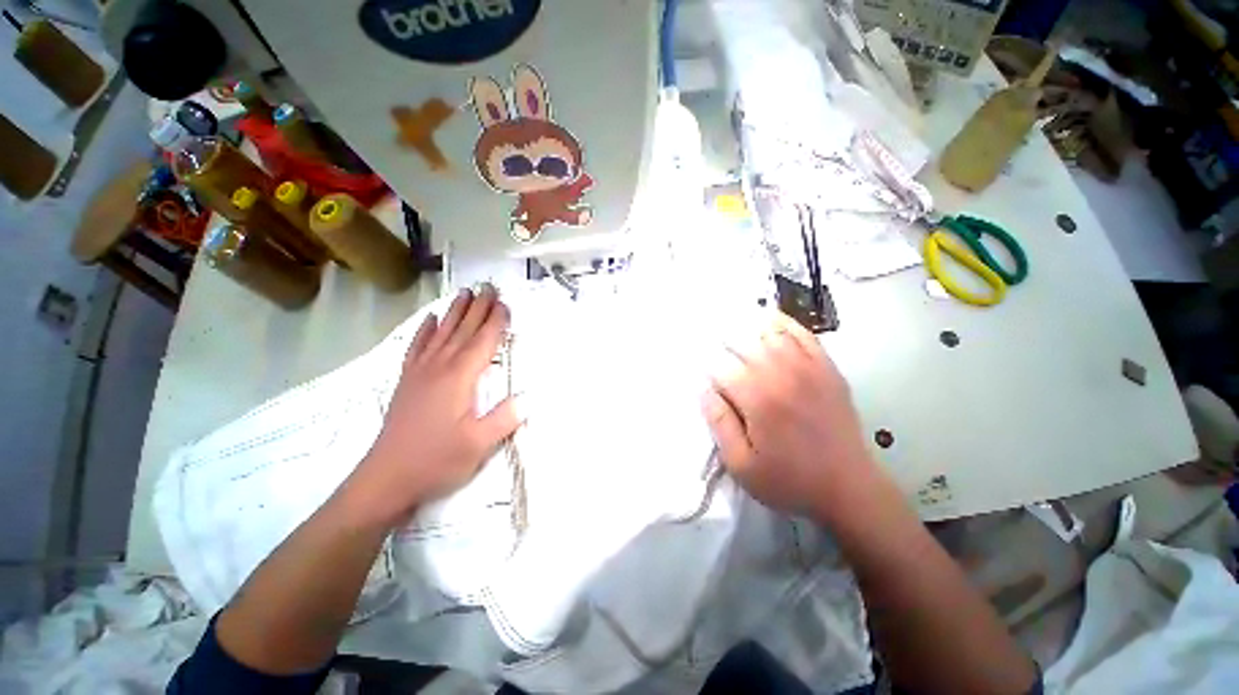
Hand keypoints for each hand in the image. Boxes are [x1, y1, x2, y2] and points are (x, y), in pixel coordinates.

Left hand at [349, 286, 520, 527]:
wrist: (386, 479)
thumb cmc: (437, 460)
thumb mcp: (478, 444)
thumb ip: (505, 418)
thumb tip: (530, 397)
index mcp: (459, 378)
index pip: (483, 342)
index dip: (496, 322)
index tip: (505, 303)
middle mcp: (439, 367)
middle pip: (462, 330)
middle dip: (477, 307)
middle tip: (488, 286)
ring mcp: (420, 372)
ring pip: (441, 333)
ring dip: (454, 312)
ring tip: (464, 293)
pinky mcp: (407, 381)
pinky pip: (417, 347)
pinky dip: (425, 330)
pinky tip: (429, 319)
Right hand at [702, 312, 875, 519]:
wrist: (849, 488)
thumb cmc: (789, 480)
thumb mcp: (741, 464)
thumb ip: (719, 423)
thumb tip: (703, 389)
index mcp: (757, 398)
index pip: (720, 367)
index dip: (705, 365)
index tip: (697, 366)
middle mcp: (781, 374)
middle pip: (742, 343)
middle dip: (721, 341)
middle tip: (709, 340)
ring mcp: (808, 367)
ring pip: (769, 333)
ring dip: (747, 328)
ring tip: (731, 326)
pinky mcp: (827, 368)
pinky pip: (803, 334)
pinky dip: (784, 323)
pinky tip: (769, 319)